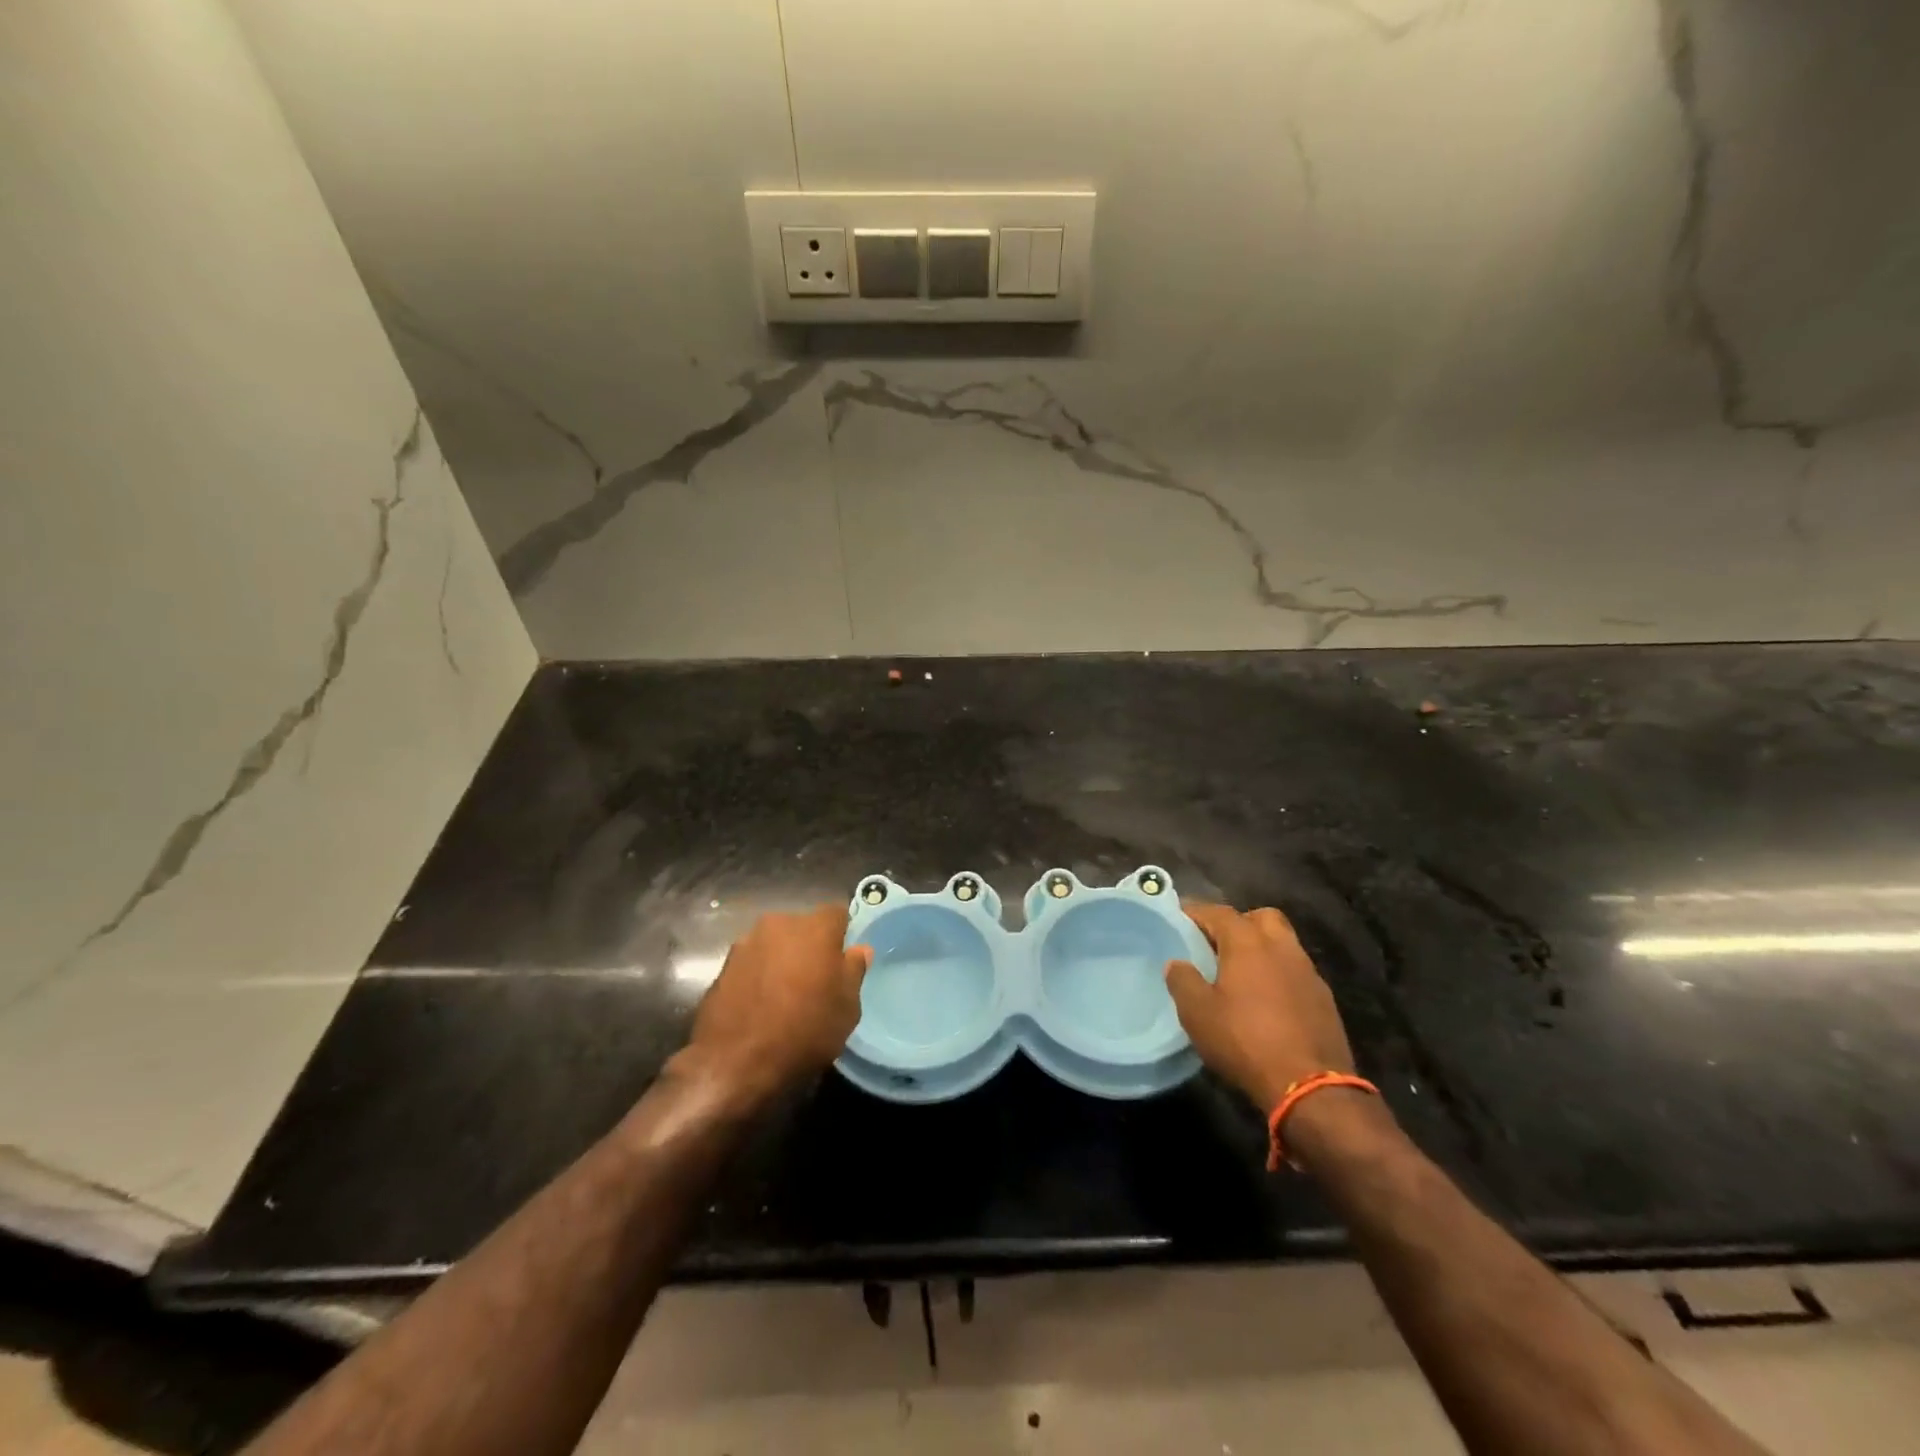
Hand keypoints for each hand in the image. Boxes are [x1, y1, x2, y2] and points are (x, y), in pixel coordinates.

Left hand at [675, 906, 872, 1105]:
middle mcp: (779, 924)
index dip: (843, 935)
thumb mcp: (847, 1008)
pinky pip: (752, 962)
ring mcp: (746, 943)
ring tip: (784, 994)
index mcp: (815, 928)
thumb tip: (859, 950)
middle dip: (810, 946)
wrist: (735, 1063)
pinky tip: (760, 1004)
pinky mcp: (723, 965)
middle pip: (803, 927)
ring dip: (782, 960)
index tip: (844, 960)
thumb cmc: (804, 1032)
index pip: (837, 915)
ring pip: (775, 943)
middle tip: (816, 980)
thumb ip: (854, 971)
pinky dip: (758, 975)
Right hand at [1166, 901, 1355, 1113]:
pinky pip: (1296, 972)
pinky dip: (1279, 974)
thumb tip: (1177, 963)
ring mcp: (1308, 972)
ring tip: (1241, 973)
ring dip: (1262, 949)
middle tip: (1217, 944)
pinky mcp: (1324, 999)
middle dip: (1238, 923)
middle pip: (1260, 917)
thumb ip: (1183, 981)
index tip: (1179, 919)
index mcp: (1248, 942)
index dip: (1196, 912)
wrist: (1310, 1087)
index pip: (1218, 912)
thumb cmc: (1245, 1041)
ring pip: (1283, 943)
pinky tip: (1266, 1000)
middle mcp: (1281, 947)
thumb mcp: (1197, 1013)